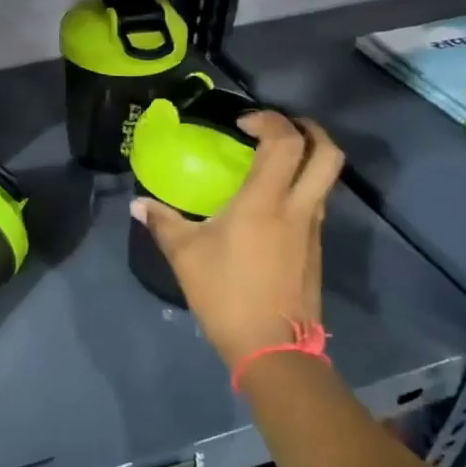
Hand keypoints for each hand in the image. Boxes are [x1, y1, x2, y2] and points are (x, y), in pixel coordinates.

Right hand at [132, 111, 343, 367]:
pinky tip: (271, 204)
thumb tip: (138, 204)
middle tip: (280, 127)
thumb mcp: (185, 255)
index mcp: (265, 201)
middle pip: (327, 153)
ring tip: (273, 162)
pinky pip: (316, 203)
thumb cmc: (225, 293)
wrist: (271, 347)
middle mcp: (297, 207)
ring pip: (326, 179)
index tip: (243, 123)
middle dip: (309, 129)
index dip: (270, 120)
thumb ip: (162, 222)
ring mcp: (312, 229)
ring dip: (307, 159)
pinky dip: (302, 188)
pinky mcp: (315, 249)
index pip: (285, 142)